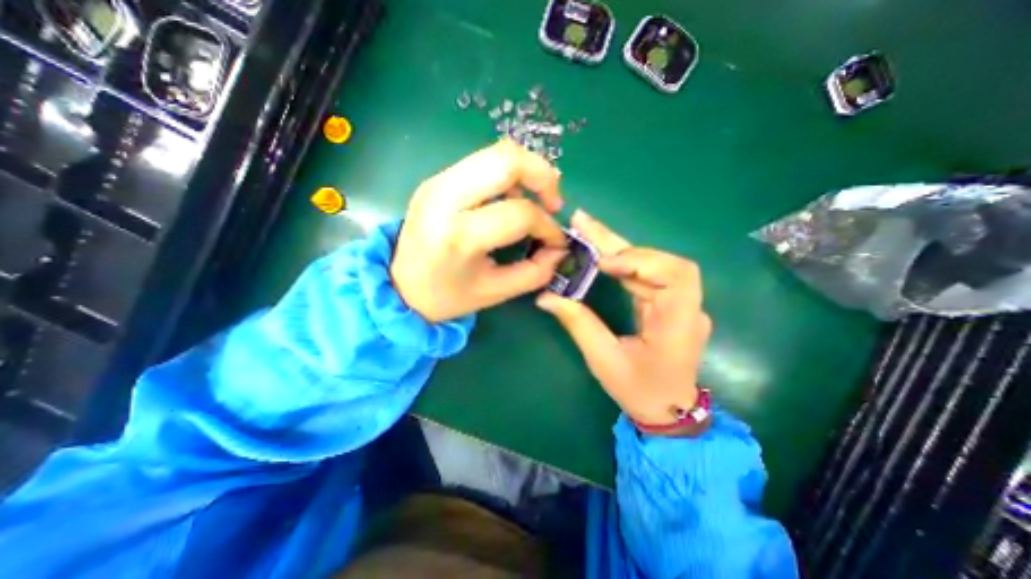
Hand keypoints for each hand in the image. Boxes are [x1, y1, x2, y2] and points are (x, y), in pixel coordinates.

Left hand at [395, 137, 572, 321]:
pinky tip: (512, 198)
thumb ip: (534, 273)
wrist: (399, 287)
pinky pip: (482, 162)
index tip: (556, 242)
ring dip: (526, 171)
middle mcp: (444, 198)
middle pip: (506, 160)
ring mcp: (437, 182)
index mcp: (458, 235)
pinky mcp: (436, 179)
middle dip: (543, 175)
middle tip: (553, 203)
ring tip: (536, 199)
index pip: (519, 213)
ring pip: (495, 153)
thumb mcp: (495, 293)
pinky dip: (507, 174)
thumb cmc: (447, 297)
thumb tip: (559, 251)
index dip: (548, 227)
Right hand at [536, 211, 713, 426]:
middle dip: (618, 242)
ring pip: (650, 264)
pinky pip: (644, 275)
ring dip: (617, 248)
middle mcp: (686, 307)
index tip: (603, 262)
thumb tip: (546, 297)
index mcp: (679, 324)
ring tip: (585, 232)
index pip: (676, 274)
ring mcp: (679, 303)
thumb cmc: (639, 390)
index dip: (641, 260)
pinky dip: (621, 262)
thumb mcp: (604, 359)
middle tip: (582, 222)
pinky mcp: (667, 303)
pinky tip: (599, 254)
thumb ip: (578, 323)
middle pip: (659, 261)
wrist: (668, 410)